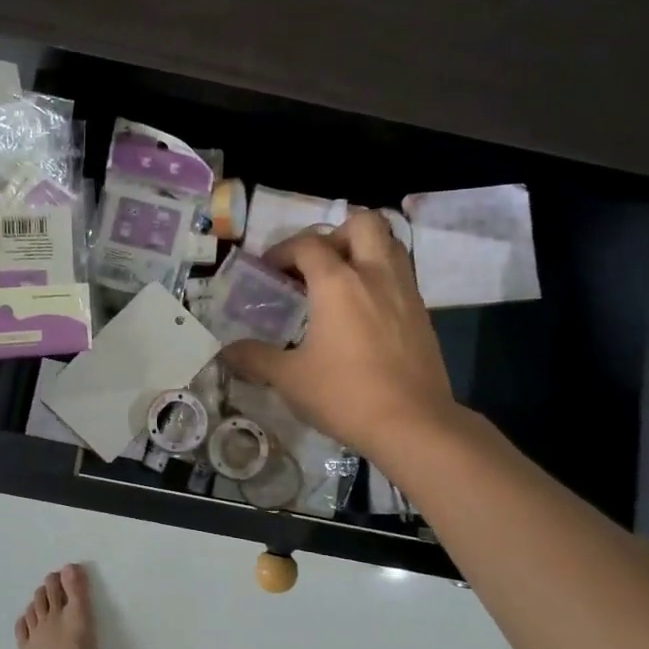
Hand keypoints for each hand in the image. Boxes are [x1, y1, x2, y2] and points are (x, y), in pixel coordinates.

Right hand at [221, 212, 459, 461]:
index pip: (308, 244)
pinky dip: (379, 278)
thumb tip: (226, 352)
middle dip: (335, 234)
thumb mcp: (290, 379)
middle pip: (363, 224)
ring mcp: (405, 292)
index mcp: (338, 283)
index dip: (282, 251)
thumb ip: (255, 358)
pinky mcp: (423, 314)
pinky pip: (400, 275)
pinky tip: (363, 312)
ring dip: (362, 251)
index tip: (267, 271)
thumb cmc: (345, 395)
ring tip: (340, 282)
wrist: (414, 424)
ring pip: (389, 244)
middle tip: (315, 264)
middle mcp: (375, 275)